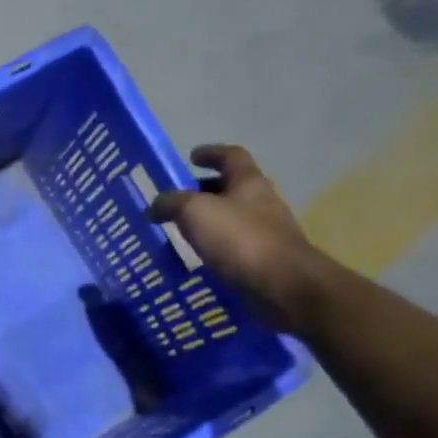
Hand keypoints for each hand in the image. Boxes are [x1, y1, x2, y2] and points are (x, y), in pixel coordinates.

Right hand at [149, 145, 330, 331]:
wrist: (282, 285)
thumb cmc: (239, 239)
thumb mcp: (195, 213)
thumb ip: (171, 203)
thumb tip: (154, 205)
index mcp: (248, 181)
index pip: (231, 156)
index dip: (211, 153)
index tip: (191, 157)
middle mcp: (260, 201)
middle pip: (231, 187)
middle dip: (204, 190)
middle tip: (177, 199)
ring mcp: (265, 231)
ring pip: (231, 217)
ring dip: (208, 220)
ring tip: (181, 231)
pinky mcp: (262, 258)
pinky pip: (233, 245)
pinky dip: (214, 246)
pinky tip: (197, 257)